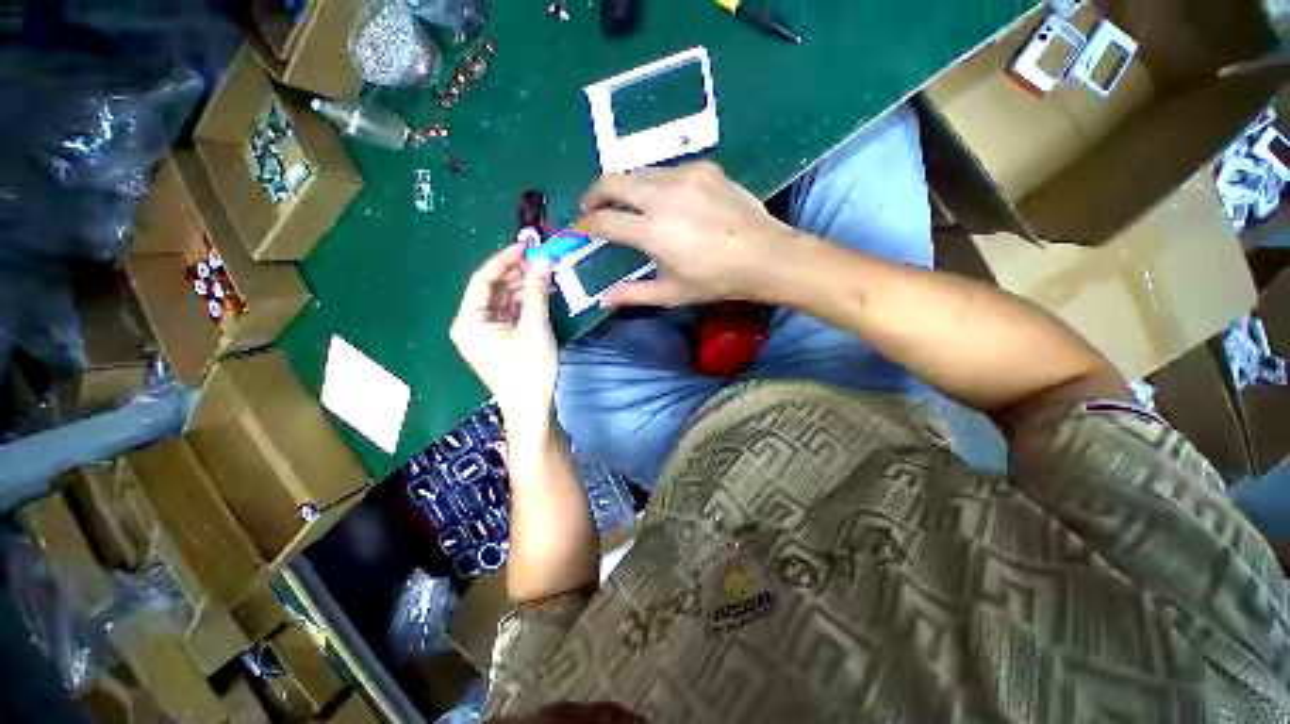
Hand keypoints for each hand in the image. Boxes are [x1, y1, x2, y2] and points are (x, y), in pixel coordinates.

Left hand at [450, 243, 556, 433]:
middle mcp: (473, 323)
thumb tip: (543, 262)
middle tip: (542, 258)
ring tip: (546, 272)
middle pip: (494, 288)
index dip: (505, 260)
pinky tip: (542, 291)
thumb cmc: (528, 369)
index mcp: (469, 320)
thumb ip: (536, 292)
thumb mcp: (534, 327)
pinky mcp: (502, 339)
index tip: (527, 246)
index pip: (483, 279)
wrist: (532, 407)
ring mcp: (488, 332)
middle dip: (517, 272)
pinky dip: (526, 302)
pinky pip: (512, 312)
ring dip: (524, 286)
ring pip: (505, 300)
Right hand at [575, 161, 799, 306]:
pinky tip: (666, 201)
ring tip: (626, 204)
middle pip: (612, 180)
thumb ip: (634, 294)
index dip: (584, 225)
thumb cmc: (716, 280)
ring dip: (624, 187)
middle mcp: (663, 195)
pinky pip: (667, 170)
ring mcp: (684, 176)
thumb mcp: (673, 293)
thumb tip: (604, 300)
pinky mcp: (703, 167)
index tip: (578, 230)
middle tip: (592, 209)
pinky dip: (655, 183)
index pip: (603, 221)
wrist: (765, 255)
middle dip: (594, 194)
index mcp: (652, 230)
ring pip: (638, 171)